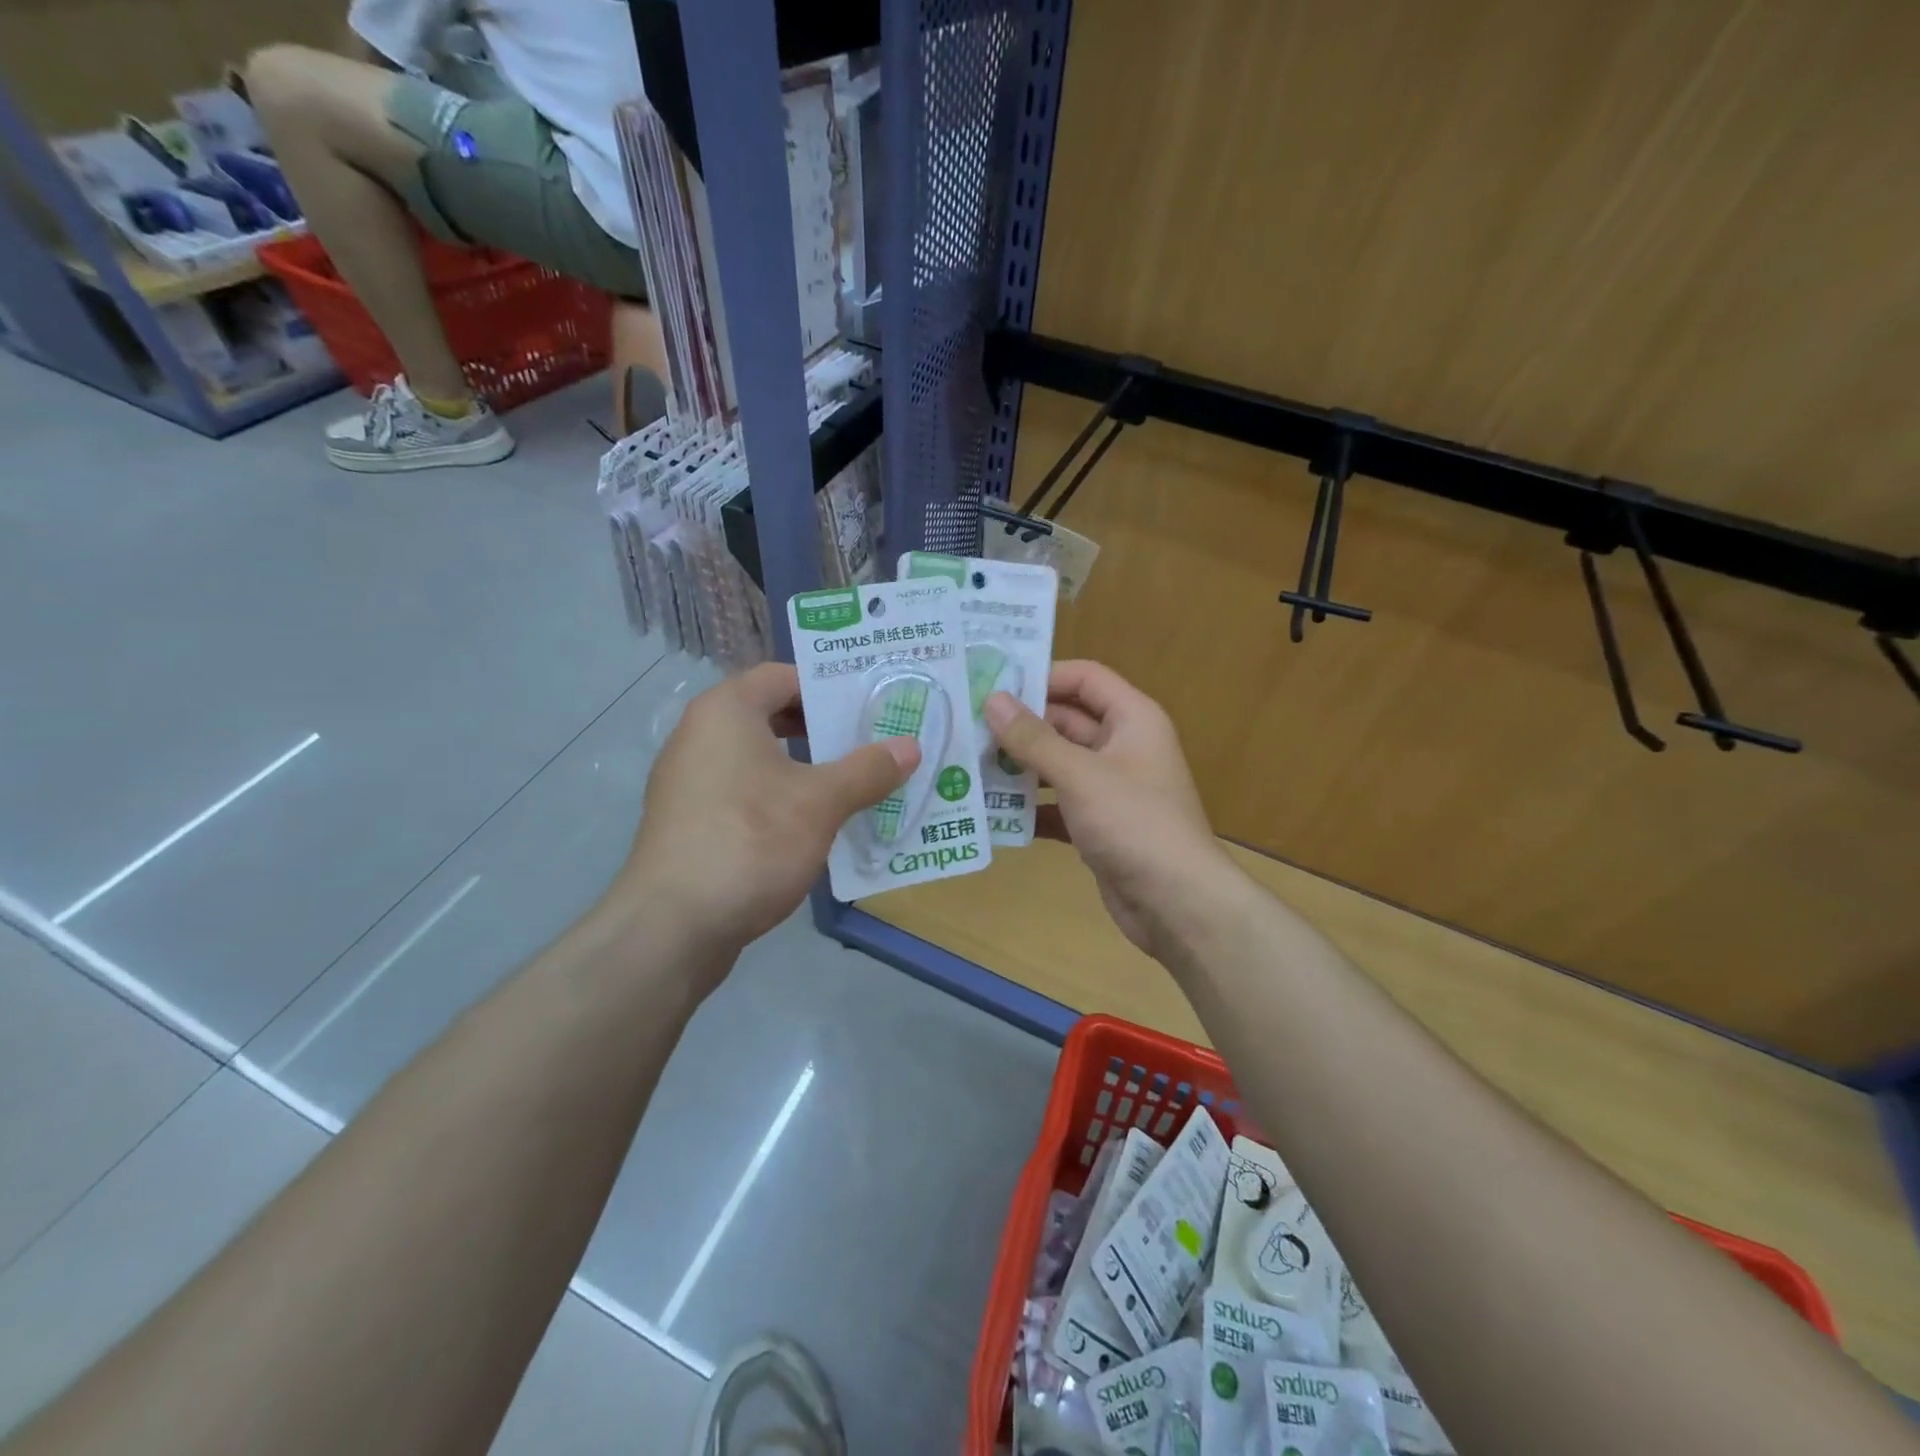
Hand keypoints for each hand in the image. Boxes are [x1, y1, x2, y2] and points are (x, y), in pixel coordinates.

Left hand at [614, 663, 917, 959]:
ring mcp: (689, 783)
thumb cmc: (750, 842)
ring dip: (805, 768)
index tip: (869, 705)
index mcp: (725, 712)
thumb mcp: (820, 803)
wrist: (672, 926)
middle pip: (770, 716)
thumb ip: (868, 770)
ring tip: (853, 784)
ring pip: (759, 759)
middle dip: (822, 730)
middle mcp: (699, 737)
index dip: (827, 686)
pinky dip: (780, 799)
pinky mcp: (690, 823)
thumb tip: (910, 747)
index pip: (781, 676)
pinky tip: (814, 826)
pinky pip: (744, 794)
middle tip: (870, 743)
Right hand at [984, 661, 1237, 956]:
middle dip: (1020, 726)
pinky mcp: (1099, 825)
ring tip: (969, 767)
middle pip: (1066, 722)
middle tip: (968, 729)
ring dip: (1019, 768)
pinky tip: (993, 813)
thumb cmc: (1134, 823)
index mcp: (1132, 719)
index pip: (1084, 678)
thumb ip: (1034, 738)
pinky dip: (1031, 808)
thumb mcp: (1080, 775)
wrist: (1177, 904)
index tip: (993, 685)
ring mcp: (1111, 789)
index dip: (1042, 676)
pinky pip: (1058, 805)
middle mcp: (1123, 747)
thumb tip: (993, 700)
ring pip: (1058, 765)